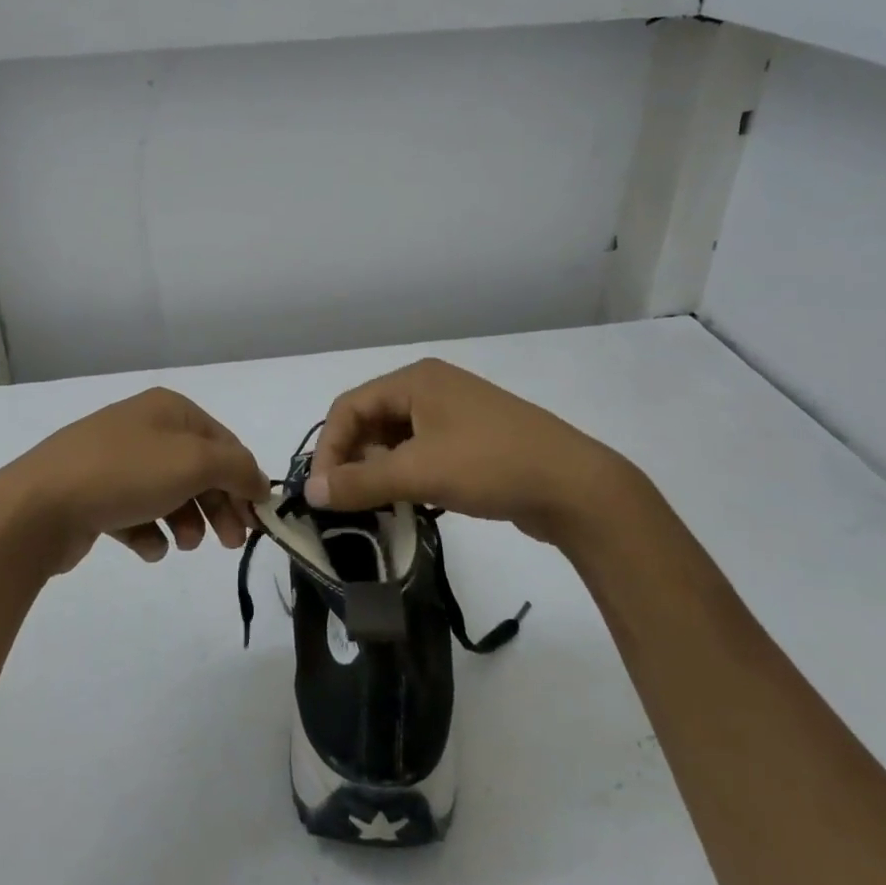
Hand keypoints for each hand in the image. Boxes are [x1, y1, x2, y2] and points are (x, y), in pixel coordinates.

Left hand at [0, 388, 269, 574]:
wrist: (39, 505)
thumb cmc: (125, 473)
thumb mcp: (194, 462)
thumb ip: (237, 468)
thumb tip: (259, 482)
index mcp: (169, 409)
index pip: (223, 442)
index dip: (244, 479)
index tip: (258, 520)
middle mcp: (143, 428)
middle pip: (198, 469)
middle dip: (218, 505)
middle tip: (231, 542)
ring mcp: (116, 460)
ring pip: (169, 493)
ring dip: (186, 521)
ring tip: (184, 545)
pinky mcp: (95, 494)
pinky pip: (137, 513)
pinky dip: (149, 532)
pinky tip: (148, 547)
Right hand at [305, 358, 646, 551]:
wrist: (576, 487)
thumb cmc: (490, 465)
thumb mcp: (418, 472)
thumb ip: (360, 481)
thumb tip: (310, 492)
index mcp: (415, 380)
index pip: (349, 406)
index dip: (329, 448)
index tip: (322, 493)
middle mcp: (431, 388)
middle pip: (371, 419)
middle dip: (353, 458)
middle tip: (347, 501)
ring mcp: (454, 413)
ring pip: (396, 438)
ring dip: (378, 469)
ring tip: (374, 505)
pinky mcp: (472, 439)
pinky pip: (422, 451)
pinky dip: (405, 473)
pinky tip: (406, 501)